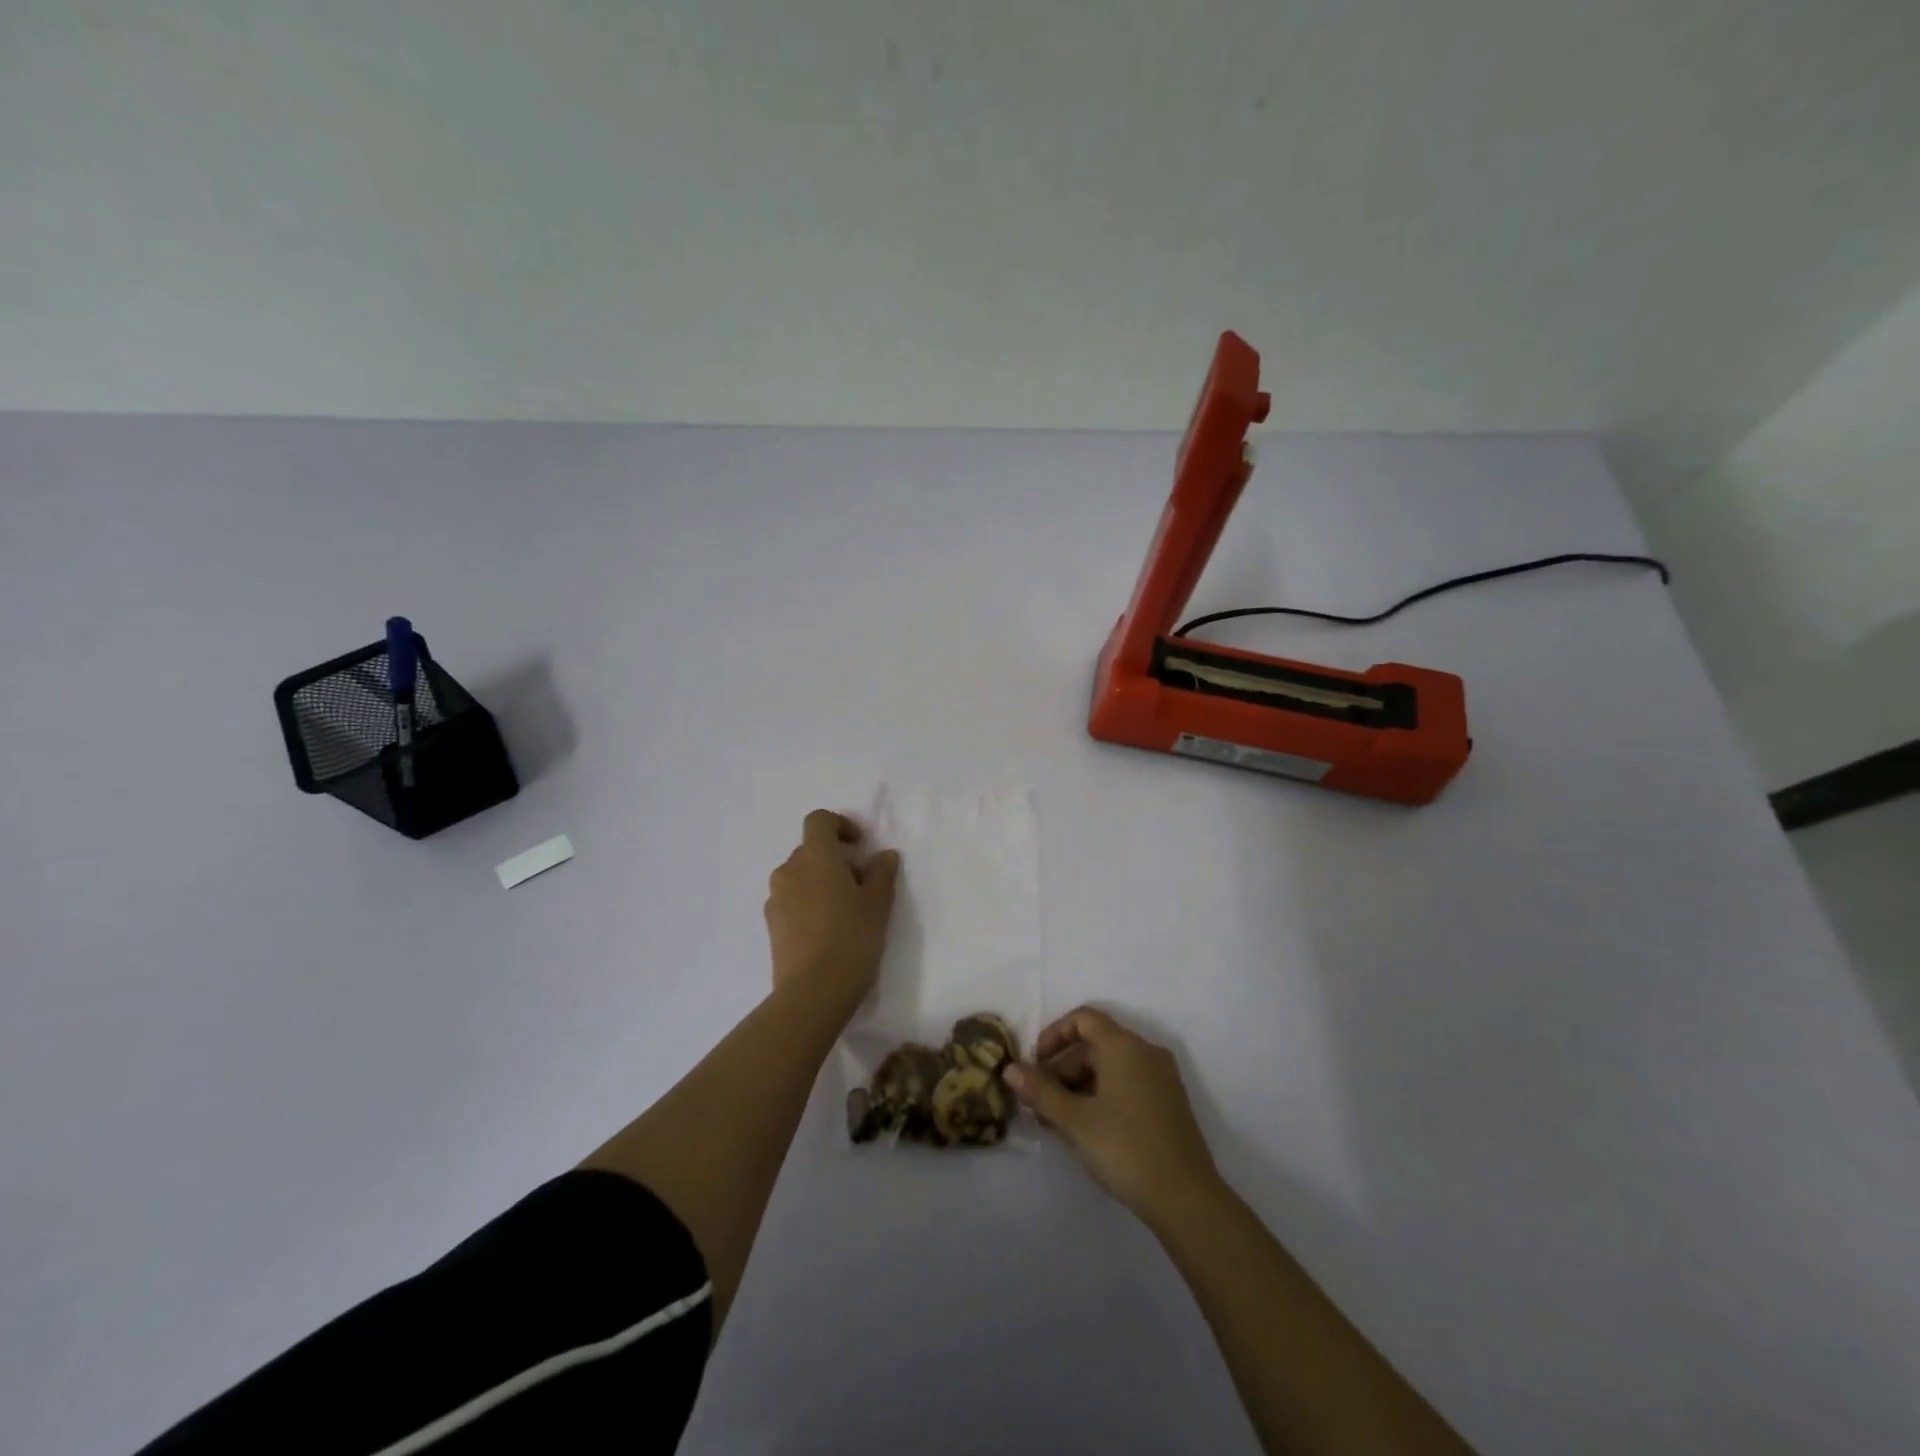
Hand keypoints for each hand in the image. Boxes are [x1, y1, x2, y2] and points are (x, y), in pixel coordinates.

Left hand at [764, 810, 900, 1008]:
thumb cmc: (851, 938)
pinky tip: (827, 931)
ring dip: (820, 882)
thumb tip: (883, 855)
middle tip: (861, 884)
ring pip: (800, 877)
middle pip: (810, 850)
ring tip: (845, 911)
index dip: (840, 825)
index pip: (819, 820)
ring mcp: (775, 899)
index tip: (860, 845)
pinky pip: (791, 901)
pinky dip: (808, 904)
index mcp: (815, 856)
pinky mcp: (771, 926)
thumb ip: (882, 873)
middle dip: (835, 859)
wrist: (812, 992)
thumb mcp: (878, 904)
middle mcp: (789, 870)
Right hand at [1006, 1007, 1220, 1225]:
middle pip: (1095, 1044)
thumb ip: (1040, 1091)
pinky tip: (1088, 1129)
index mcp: (1124, 1045)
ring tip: (1058, 1122)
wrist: (1187, 1199)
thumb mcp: (1075, 1120)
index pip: (1082, 1019)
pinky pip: (1127, 1083)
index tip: (1034, 1066)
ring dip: (1079, 1086)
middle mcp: (1145, 1051)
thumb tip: (1009, 1069)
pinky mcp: (1169, 1102)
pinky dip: (1102, 1095)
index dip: (1053, 1036)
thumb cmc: (1125, 1148)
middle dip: (1062, 1069)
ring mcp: (1161, 1077)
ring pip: (1110, 1067)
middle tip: (1040, 1104)